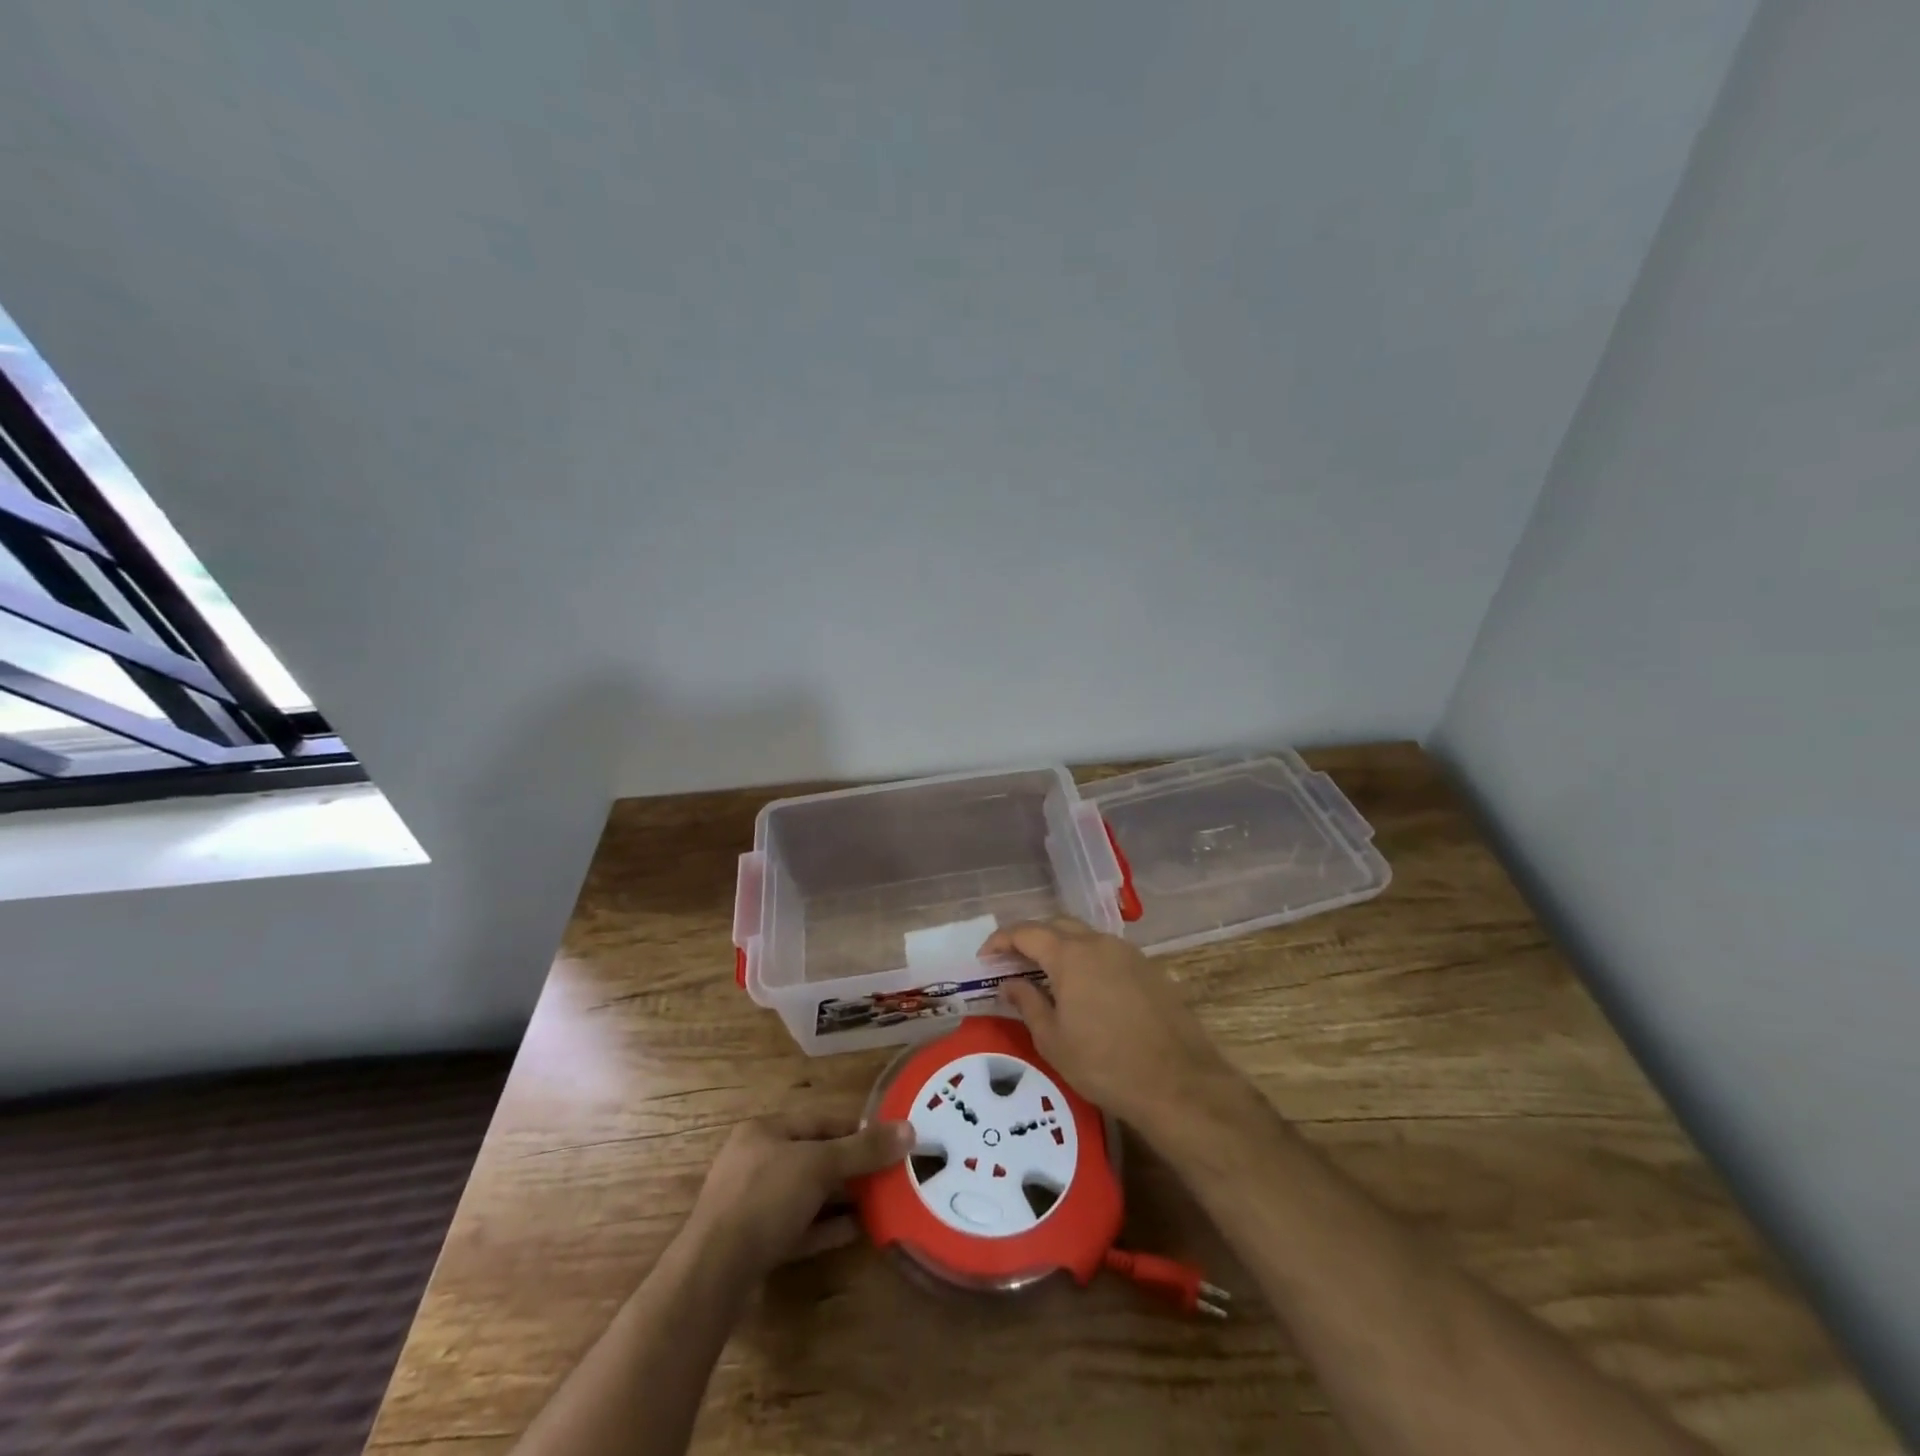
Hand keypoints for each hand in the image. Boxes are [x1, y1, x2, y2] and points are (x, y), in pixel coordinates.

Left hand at [684, 1112, 912, 1279]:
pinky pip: (799, 1227)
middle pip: (814, 1157)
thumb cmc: (765, 1198)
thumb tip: (909, 1129)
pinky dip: (827, 1226)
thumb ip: (863, 1150)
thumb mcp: (819, 1166)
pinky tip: (857, 1230)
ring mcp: (753, 1204)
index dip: (856, 1128)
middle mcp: (756, 1161)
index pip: (819, 1121)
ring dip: (842, 1197)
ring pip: (807, 1194)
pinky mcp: (755, 1243)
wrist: (713, 1274)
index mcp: (765, 1131)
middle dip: (851, 1165)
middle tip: (890, 1173)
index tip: (890, 1140)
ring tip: (881, 1201)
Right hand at [984, 917, 1233, 1136]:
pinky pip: (1109, 952)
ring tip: (1047, 974)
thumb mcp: (1053, 1040)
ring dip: (1062, 947)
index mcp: (1070, 955)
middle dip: (1031, 937)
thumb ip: (1028, 1003)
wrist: (1178, 1082)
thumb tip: (1010, 983)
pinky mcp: (1150, 969)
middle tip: (1013, 961)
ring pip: (1086, 936)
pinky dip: (1088, 959)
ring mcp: (1128, 953)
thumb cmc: (1104, 1064)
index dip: (1001, 940)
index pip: (1026, 932)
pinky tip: (1085, 988)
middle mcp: (1099, 943)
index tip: (985, 956)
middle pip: (1057, 925)